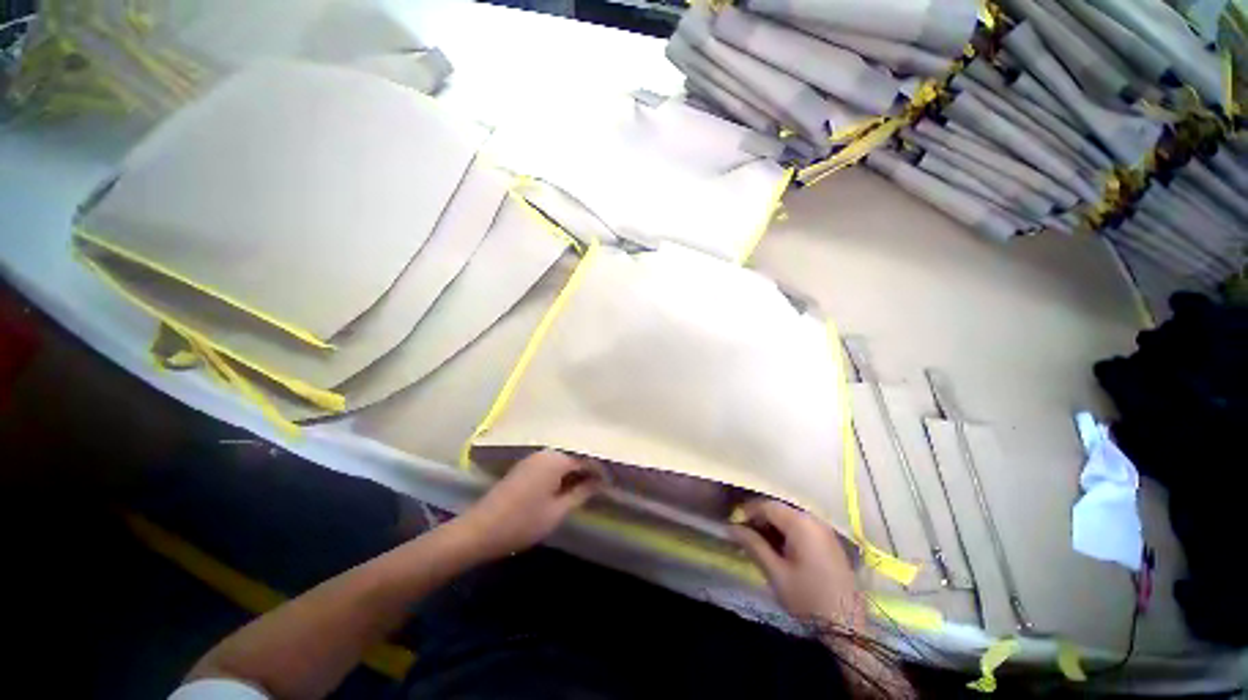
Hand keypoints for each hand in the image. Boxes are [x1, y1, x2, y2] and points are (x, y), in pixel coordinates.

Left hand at [454, 450, 604, 560]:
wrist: (479, 530)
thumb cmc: (522, 522)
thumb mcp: (557, 511)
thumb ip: (581, 493)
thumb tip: (600, 482)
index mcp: (556, 459)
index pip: (586, 459)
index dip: (600, 470)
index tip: (612, 482)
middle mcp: (545, 452)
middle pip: (574, 456)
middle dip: (588, 469)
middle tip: (602, 485)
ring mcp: (533, 459)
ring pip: (562, 461)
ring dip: (575, 472)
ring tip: (588, 487)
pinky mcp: (524, 467)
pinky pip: (551, 465)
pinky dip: (562, 474)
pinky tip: (567, 487)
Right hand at [730, 499, 863, 628]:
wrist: (848, 629)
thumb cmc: (807, 599)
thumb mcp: (775, 572)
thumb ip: (752, 544)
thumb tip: (731, 528)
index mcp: (800, 523)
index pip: (767, 505)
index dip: (747, 511)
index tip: (733, 525)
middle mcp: (814, 520)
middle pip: (779, 509)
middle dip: (760, 519)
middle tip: (744, 535)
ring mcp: (825, 530)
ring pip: (791, 518)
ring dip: (773, 526)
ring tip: (759, 543)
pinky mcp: (830, 542)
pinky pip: (803, 528)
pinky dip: (787, 533)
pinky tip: (779, 549)